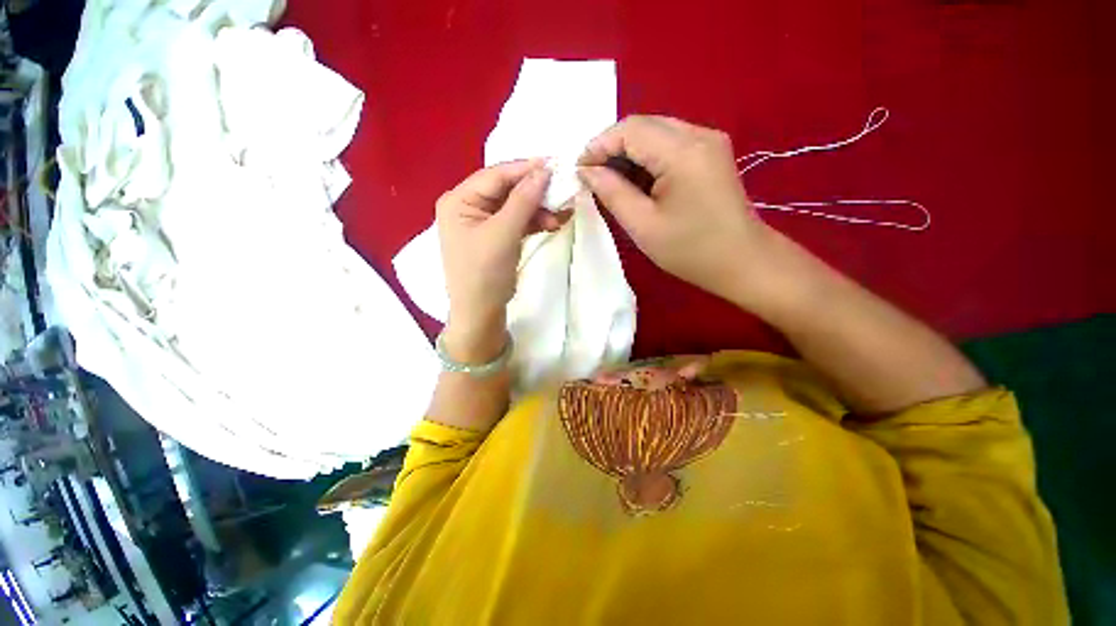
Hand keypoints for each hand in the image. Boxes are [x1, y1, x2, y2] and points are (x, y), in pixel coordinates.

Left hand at [436, 160, 561, 362]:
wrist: (481, 312)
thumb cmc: (484, 273)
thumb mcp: (503, 234)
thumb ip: (523, 200)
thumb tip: (543, 170)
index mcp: (459, 200)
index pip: (496, 175)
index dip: (525, 169)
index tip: (555, 164)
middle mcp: (468, 206)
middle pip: (507, 189)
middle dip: (535, 192)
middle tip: (561, 191)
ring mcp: (483, 222)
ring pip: (515, 206)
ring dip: (538, 209)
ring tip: (561, 214)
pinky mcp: (496, 236)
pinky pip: (517, 221)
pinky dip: (534, 221)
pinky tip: (552, 223)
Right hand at [577, 116, 770, 303]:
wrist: (742, 262)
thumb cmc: (690, 250)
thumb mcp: (642, 226)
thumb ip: (611, 192)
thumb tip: (587, 171)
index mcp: (682, 153)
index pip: (630, 130)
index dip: (598, 145)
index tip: (579, 170)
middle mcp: (699, 134)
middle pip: (643, 125)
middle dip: (611, 147)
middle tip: (592, 176)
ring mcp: (709, 141)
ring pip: (656, 133)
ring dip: (629, 153)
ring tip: (611, 182)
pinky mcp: (711, 152)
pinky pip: (670, 144)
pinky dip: (647, 158)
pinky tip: (637, 181)